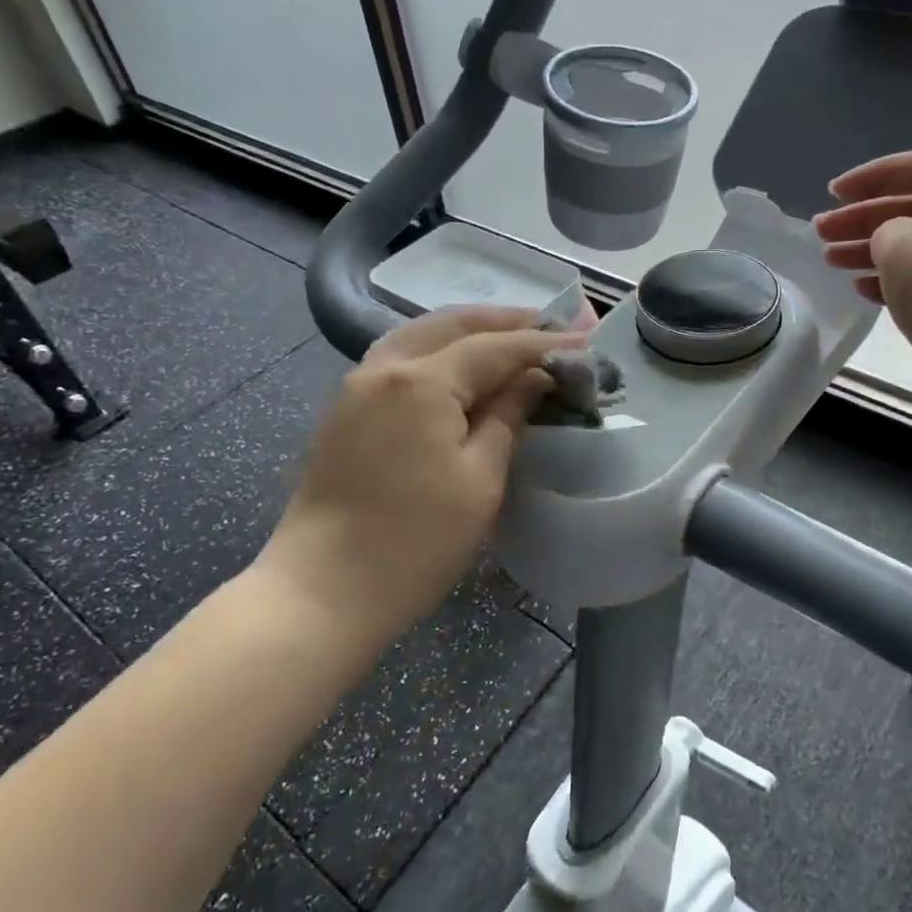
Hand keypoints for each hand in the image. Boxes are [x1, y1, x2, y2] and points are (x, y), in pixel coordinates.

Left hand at [254, 307, 574, 651]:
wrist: (324, 590)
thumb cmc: (416, 541)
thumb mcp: (480, 479)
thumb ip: (508, 416)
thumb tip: (534, 379)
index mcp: (421, 381)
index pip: (494, 347)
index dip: (543, 343)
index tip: (586, 340)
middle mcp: (384, 367)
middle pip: (451, 326)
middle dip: (503, 322)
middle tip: (549, 326)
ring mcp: (357, 386)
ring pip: (420, 336)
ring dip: (467, 331)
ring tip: (508, 336)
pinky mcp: (345, 411)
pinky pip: (398, 358)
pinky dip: (437, 350)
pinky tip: (457, 365)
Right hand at [815, 148, 911, 412]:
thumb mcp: (902, 242)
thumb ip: (884, 228)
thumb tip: (889, 244)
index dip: (875, 174)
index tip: (834, 193)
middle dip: (863, 217)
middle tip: (821, 232)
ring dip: (870, 249)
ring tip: (830, 260)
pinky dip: (890, 280)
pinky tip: (860, 290)